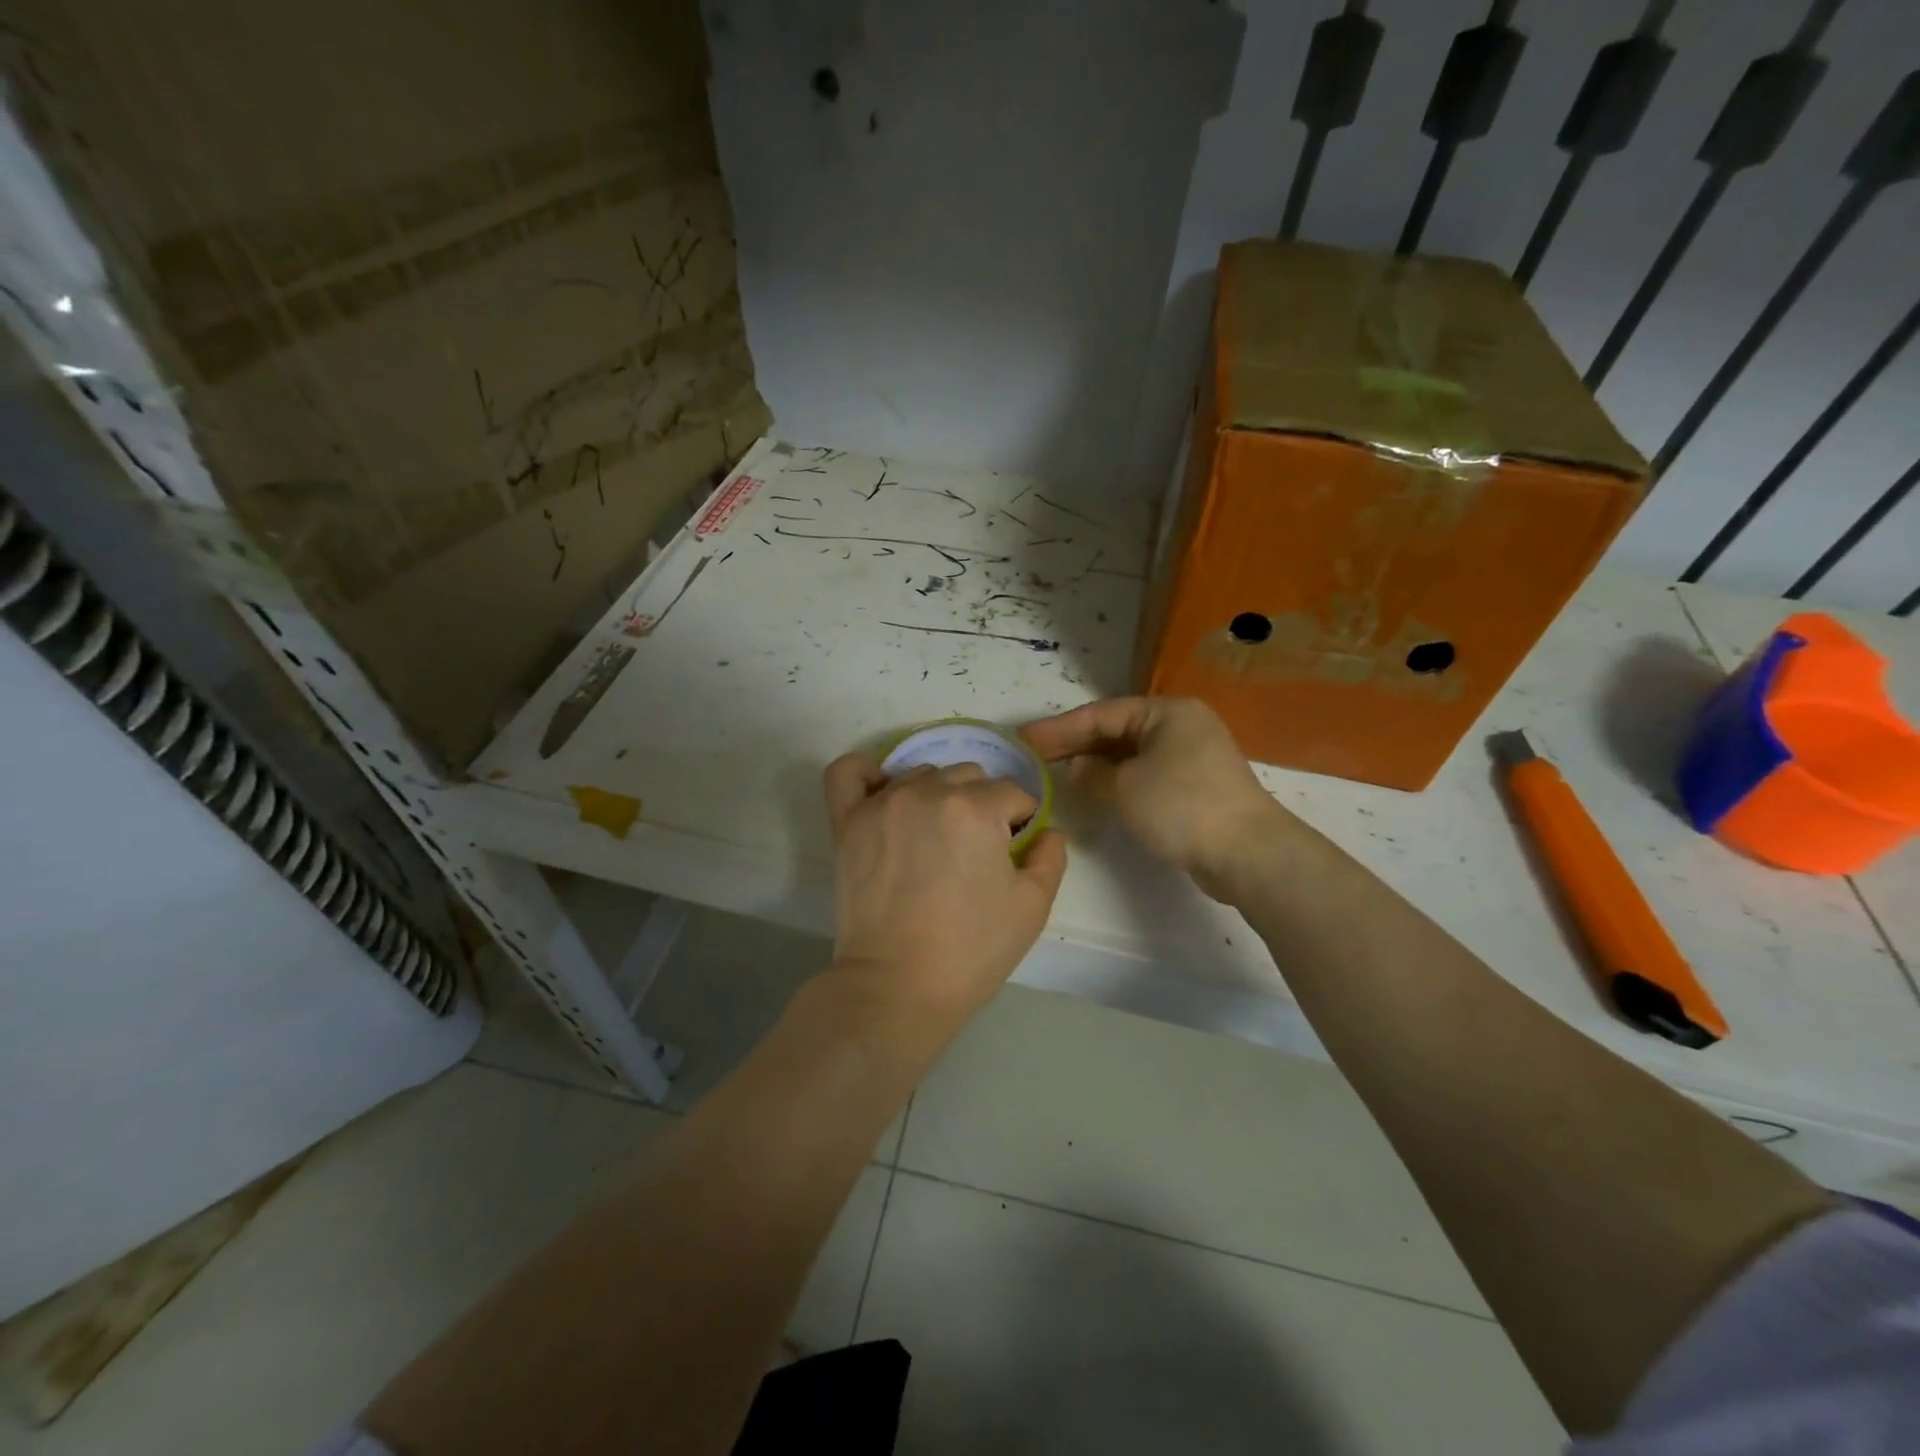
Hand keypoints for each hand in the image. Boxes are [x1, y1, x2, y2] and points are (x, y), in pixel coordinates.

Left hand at [821, 756, 1067, 1028]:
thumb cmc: (970, 950)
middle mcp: (928, 792)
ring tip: (932, 839)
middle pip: (968, 777)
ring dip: (935, 796)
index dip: (1019, 824)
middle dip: (981, 806)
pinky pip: (848, 773)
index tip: (1011, 856)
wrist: (897, 987)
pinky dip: (866, 774)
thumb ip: (1051, 857)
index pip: (1012, 794)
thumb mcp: (1032, 907)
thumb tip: (1046, 831)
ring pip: (921, 774)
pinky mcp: (847, 822)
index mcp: (976, 808)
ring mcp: (882, 804)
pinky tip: (882, 793)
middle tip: (973, 852)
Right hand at [1020, 697, 1293, 899]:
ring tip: (1057, 773)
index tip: (1025, 739)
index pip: (1101, 714)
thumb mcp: (1126, 786)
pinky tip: (1095, 791)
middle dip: (1075, 744)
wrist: (1247, 853)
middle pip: (1115, 731)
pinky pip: (1144, 774)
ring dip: (1095, 764)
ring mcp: (1190, 756)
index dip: (1060, 728)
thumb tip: (1078, 768)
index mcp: (1166, 712)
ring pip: (1130, 754)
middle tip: (1034, 756)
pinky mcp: (1193, 786)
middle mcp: (1180, 726)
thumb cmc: (1181, 806)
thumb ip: (1093, 773)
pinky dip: (1117, 780)